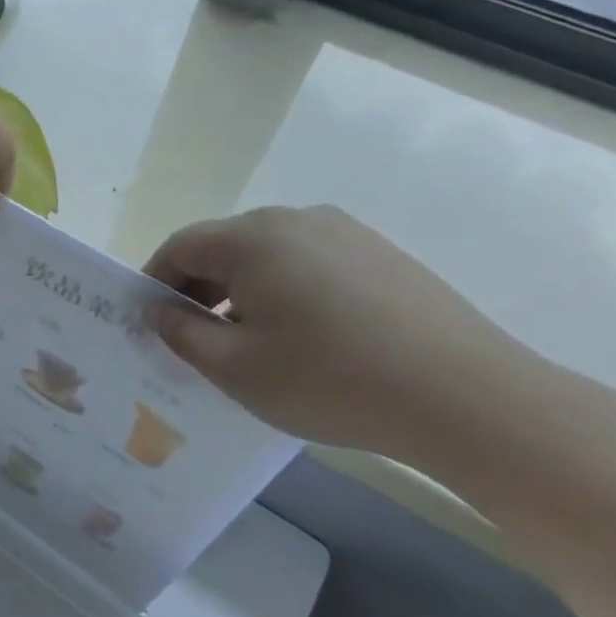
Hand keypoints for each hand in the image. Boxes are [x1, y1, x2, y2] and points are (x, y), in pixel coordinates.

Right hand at [143, 206, 523, 459]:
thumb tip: (158, 309)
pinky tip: (304, 339)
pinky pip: (310, 265)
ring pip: (268, 256)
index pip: (180, 247)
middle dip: (198, 290)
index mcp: (252, 238)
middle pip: (224, 247)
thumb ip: (181, 333)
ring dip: (242, 292)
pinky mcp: (382, 255)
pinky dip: (286, 293)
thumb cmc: (328, 380)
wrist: (466, 397)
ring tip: (249, 344)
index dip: (154, 283)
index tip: (149, 324)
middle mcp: (296, 220)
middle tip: (194, 341)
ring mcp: (346, 233)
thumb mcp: (234, 367)